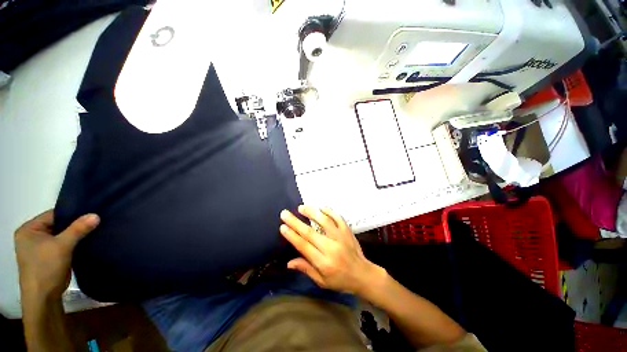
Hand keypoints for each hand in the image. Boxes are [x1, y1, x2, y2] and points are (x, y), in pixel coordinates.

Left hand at [15, 210, 99, 298]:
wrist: (44, 298)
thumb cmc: (46, 268)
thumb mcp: (62, 246)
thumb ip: (78, 229)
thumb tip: (96, 215)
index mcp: (29, 229)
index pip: (53, 215)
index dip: (71, 213)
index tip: (90, 212)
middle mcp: (32, 236)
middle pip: (57, 225)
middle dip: (75, 225)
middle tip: (95, 221)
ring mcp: (40, 247)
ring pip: (61, 235)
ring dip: (75, 235)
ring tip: (93, 230)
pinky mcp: (49, 256)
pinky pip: (63, 244)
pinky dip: (74, 243)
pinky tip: (86, 241)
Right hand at [280, 205, 384, 295]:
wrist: (363, 275)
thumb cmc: (340, 280)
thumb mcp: (322, 282)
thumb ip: (306, 269)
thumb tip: (289, 262)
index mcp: (323, 263)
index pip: (304, 246)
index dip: (292, 236)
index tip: (283, 226)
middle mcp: (331, 248)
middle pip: (310, 232)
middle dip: (295, 222)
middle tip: (285, 213)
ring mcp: (341, 237)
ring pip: (324, 221)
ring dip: (311, 212)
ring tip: (301, 208)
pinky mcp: (347, 231)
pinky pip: (338, 217)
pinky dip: (329, 211)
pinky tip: (321, 208)